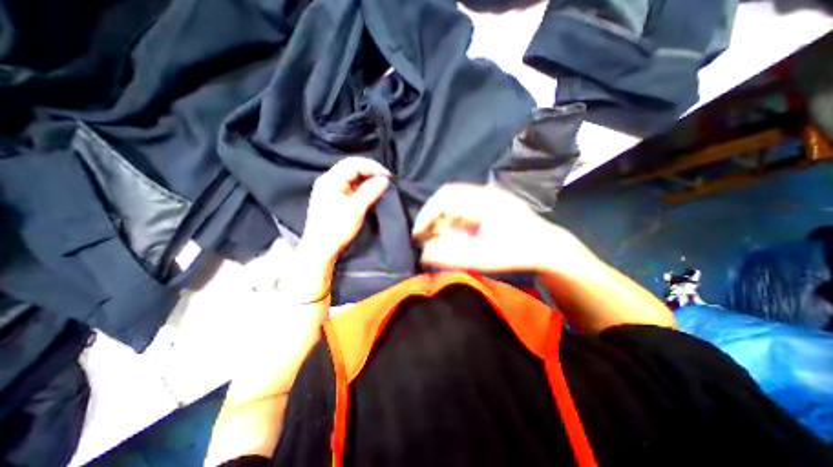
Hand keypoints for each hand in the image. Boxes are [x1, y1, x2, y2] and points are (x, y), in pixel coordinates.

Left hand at [299, 156, 391, 263]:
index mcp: (330, 180)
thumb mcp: (355, 209)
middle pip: (352, 168)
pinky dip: (364, 189)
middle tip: (387, 181)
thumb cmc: (335, 229)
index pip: (353, 164)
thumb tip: (385, 179)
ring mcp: (332, 191)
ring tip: (382, 187)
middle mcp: (329, 182)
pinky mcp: (335, 201)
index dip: (372, 167)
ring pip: (353, 179)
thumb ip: (370, 192)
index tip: (388, 176)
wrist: (320, 250)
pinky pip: (352, 189)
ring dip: (368, 181)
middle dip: (371, 172)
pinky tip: (373, 195)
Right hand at [413, 183, 587, 272]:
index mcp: (483, 201)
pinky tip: (455, 234)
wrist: (548, 248)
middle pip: (447, 197)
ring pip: (455, 202)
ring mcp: (488, 196)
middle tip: (426, 237)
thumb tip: (424, 252)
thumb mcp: (484, 257)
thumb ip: (452, 255)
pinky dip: (454, 220)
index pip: (445, 197)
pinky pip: (464, 207)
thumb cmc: (518, 253)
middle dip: (433, 217)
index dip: (426, 214)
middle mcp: (484, 193)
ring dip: (443, 219)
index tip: (418, 234)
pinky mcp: (490, 203)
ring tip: (440, 238)